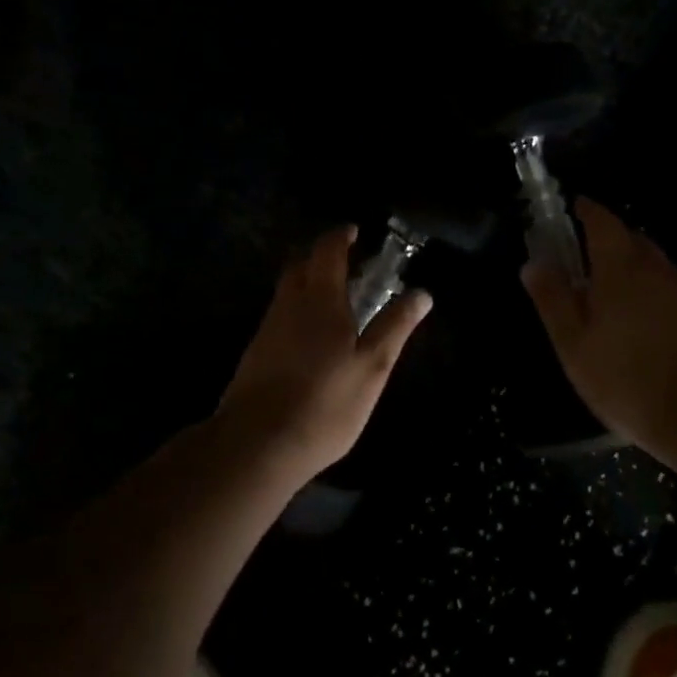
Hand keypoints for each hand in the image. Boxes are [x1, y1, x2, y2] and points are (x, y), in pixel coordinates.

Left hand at [216, 227, 431, 479]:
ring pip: (287, 291)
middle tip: (347, 264)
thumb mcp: (372, 368)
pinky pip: (279, 315)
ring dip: (308, 283)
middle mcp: (289, 304)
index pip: (327, 250)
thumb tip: (422, 293)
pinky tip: (311, 337)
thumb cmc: (325, 404)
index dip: (341, 236)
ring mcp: (267, 328)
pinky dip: (297, 310)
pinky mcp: (255, 352)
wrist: (257, 444)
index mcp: (320, 299)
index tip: (355, 232)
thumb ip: (395, 327)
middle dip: (321, 256)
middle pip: (300, 264)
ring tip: (335, 301)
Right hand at [523, 198, 676, 453]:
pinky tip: (635, 316)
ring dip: (628, 264)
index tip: (571, 207)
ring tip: (604, 287)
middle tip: (581, 254)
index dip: (586, 211)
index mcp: (621, 266)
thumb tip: (533, 262)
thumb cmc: (625, 376)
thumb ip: (553, 299)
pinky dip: (646, 288)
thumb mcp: (573, 342)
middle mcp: (656, 269)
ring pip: (651, 264)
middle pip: (630, 238)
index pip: (603, 221)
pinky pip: (665, 287)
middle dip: (606, 238)